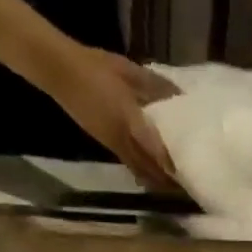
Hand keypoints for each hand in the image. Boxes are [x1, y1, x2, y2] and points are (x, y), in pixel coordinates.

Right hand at [47, 47, 182, 190]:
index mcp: (129, 121)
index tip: (191, 171)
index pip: (155, 150)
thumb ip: (156, 86)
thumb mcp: (129, 71)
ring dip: (158, 180)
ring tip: (176, 182)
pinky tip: (156, 170)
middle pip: (150, 170)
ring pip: (141, 172)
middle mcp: (123, 140)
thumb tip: (182, 96)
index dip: (172, 164)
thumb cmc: (96, 67)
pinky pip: (132, 166)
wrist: (60, 71)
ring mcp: (114, 146)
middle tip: (188, 184)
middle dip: (169, 181)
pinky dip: (146, 173)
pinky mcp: (108, 146)